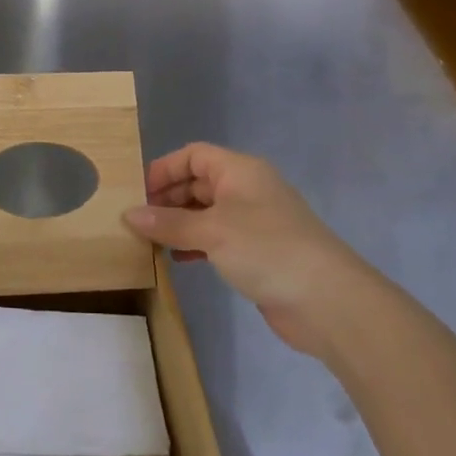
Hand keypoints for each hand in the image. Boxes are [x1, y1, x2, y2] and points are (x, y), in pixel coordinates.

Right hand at [124, 144, 387, 358]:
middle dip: (167, 198)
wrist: (327, 300)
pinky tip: (177, 260)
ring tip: (150, 241)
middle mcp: (247, 190)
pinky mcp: (257, 252)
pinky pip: (217, 238)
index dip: (164, 169)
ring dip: (178, 224)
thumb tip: (128, 214)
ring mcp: (254, 222)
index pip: (194, 155)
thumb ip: (168, 223)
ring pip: (206, 213)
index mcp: (240, 171)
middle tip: (137, 221)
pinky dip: (195, 244)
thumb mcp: (211, 231)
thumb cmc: (266, 249)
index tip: (137, 194)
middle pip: (198, 182)